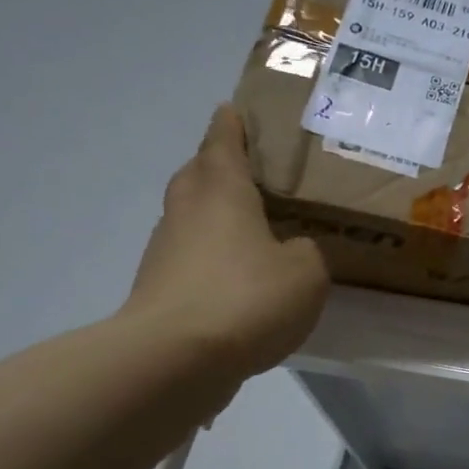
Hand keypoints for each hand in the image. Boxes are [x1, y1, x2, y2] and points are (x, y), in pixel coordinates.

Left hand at [124, 105, 328, 380]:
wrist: (175, 358)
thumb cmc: (246, 297)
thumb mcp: (306, 272)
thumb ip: (306, 251)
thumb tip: (292, 250)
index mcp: (221, 190)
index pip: (223, 140)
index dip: (233, 124)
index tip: (238, 110)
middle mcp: (187, 210)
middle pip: (199, 174)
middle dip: (220, 166)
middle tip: (256, 173)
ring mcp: (167, 250)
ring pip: (193, 217)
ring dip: (217, 216)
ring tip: (255, 229)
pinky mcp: (161, 288)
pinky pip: (193, 258)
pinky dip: (214, 259)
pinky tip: (242, 280)